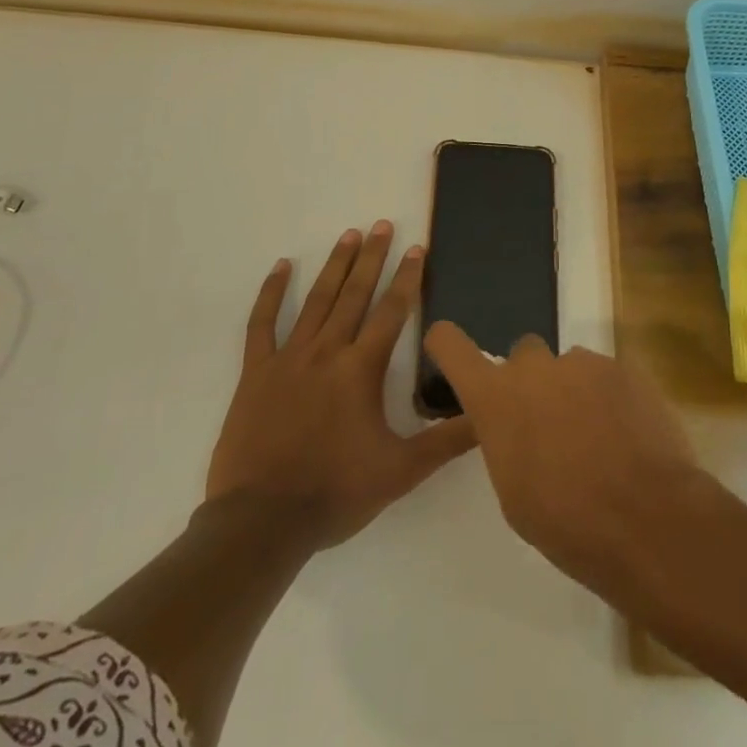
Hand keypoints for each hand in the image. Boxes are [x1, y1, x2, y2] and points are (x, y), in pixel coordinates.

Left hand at [207, 224, 475, 550]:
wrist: (262, 522)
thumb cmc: (335, 492)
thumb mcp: (402, 471)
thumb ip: (448, 440)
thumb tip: (490, 416)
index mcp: (362, 369)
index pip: (392, 311)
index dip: (408, 278)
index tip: (417, 248)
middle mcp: (328, 351)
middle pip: (355, 294)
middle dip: (372, 257)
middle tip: (381, 224)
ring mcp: (289, 358)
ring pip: (317, 300)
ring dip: (335, 266)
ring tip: (349, 235)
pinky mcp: (256, 372)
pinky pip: (262, 323)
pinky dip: (272, 293)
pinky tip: (282, 267)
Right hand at [421, 323, 707, 587]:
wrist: (646, 517)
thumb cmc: (566, 521)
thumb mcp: (514, 492)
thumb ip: (507, 441)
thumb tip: (519, 427)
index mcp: (496, 398)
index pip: (452, 347)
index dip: (447, 343)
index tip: (446, 345)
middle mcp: (534, 367)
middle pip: (523, 355)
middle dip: (532, 381)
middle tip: (550, 424)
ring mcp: (582, 362)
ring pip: (570, 367)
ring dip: (575, 392)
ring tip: (599, 439)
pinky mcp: (623, 368)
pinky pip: (606, 376)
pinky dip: (610, 399)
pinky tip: (627, 437)